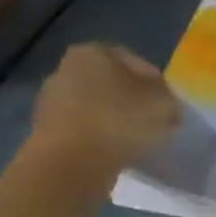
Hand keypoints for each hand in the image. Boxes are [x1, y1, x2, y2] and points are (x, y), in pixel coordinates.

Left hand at [28, 43, 179, 171]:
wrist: (70, 164)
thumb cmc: (119, 121)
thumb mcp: (163, 104)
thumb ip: (169, 99)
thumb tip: (167, 105)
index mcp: (94, 52)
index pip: (136, 62)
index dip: (158, 84)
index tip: (170, 105)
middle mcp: (66, 68)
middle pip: (112, 84)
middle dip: (133, 101)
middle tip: (155, 122)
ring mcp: (52, 101)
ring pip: (97, 108)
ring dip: (115, 121)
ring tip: (137, 142)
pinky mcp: (45, 132)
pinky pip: (83, 131)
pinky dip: (99, 139)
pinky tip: (116, 154)